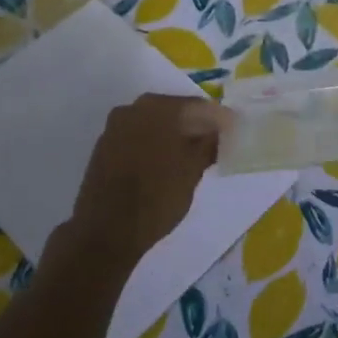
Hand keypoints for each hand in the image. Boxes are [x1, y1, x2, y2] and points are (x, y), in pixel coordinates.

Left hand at [63, 94, 224, 269]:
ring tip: (191, 155)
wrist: (106, 231)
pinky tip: (165, 163)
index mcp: (158, 109)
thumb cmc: (157, 197)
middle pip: (173, 111)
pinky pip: (137, 137)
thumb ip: (208, 145)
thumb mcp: (192, 171)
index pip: (197, 106)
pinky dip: (154, 144)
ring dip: (173, 135)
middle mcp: (133, 109)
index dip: (218, 118)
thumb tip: (218, 131)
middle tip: (214, 143)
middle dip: (194, 125)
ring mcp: (114, 128)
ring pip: (153, 124)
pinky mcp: (103, 148)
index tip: (233, 131)